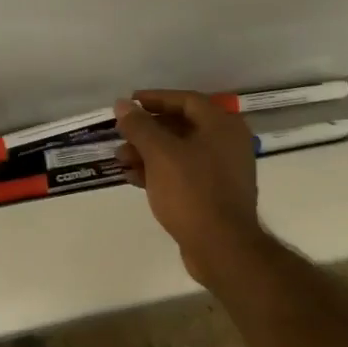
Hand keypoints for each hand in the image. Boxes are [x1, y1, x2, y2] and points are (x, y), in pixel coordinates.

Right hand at [115, 90, 265, 285]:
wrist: (222, 248)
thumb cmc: (192, 191)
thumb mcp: (160, 154)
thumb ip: (140, 126)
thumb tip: (122, 105)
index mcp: (222, 126)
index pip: (186, 100)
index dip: (155, 98)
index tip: (130, 103)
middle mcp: (227, 144)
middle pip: (182, 126)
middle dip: (147, 130)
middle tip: (121, 134)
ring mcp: (222, 171)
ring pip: (180, 152)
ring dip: (149, 152)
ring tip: (121, 159)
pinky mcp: (214, 195)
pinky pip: (183, 174)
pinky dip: (159, 172)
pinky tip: (133, 178)